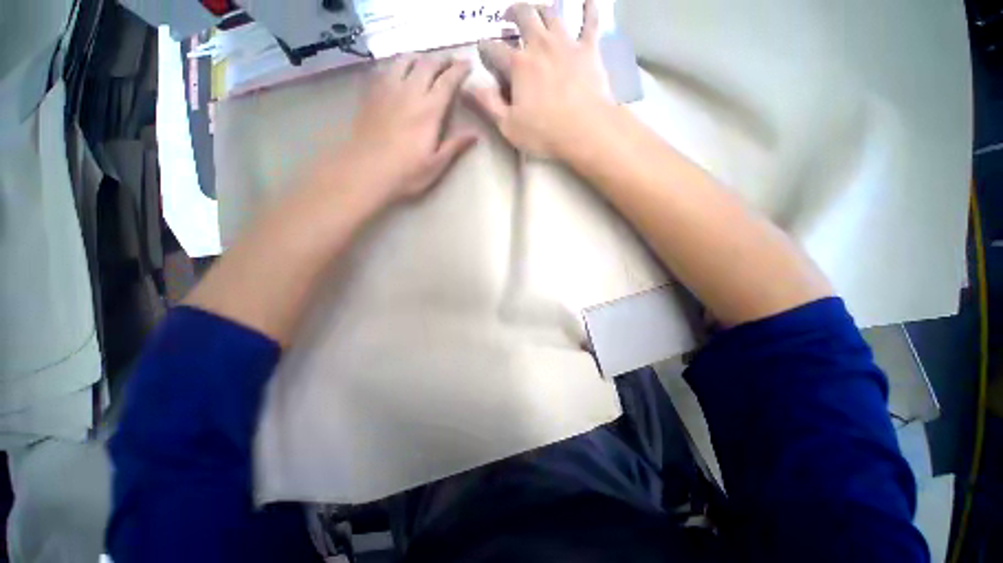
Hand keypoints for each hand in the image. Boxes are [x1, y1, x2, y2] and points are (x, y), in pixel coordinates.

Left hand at [342, 55, 478, 201]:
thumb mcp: (436, 165)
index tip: (468, 65)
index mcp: (429, 110)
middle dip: (441, 60)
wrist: (366, 173)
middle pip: (427, 64)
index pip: (447, 81)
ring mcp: (387, 90)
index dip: (459, 70)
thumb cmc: (406, 173)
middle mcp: (409, 92)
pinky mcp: (371, 94)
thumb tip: (475, 134)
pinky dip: (397, 65)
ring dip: (419, 58)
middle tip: (450, 62)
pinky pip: (385, 69)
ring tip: (425, 63)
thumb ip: (455, 146)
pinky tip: (398, 72)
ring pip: (404, 60)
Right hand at [468, 0, 612, 158]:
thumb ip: (487, 104)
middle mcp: (540, 45)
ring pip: (552, 13)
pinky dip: (590, 9)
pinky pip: (591, 21)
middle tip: (508, 17)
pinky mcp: (588, 50)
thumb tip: (466, 86)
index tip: (482, 48)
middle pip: (523, 16)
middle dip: (512, 13)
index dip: (485, 47)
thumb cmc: (544, 133)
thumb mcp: (508, 126)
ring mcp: (566, 43)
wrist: (585, 131)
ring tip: (537, 11)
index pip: (494, 48)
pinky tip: (588, 1)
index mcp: (518, 65)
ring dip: (541, 8)